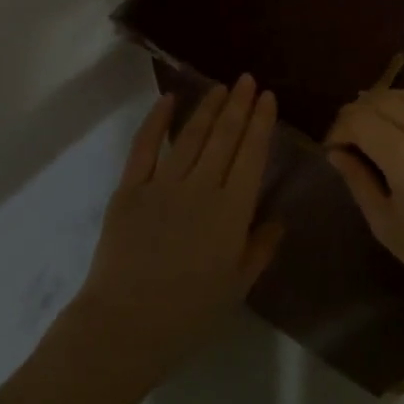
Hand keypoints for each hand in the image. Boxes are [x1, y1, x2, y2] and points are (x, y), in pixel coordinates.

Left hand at [75, 75, 282, 381]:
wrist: (127, 324)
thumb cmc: (189, 313)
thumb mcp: (238, 286)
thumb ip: (260, 248)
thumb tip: (277, 219)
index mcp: (233, 211)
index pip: (252, 154)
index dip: (261, 123)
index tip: (267, 97)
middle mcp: (202, 188)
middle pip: (224, 137)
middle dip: (239, 105)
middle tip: (247, 80)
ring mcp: (163, 185)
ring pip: (190, 136)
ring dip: (207, 108)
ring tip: (220, 87)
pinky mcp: (130, 188)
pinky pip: (144, 146)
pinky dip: (156, 120)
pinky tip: (168, 100)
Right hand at [326, 89, 403, 333]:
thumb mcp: (386, 225)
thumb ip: (358, 181)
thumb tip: (336, 153)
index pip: (359, 119)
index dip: (339, 128)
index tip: (333, 149)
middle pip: (383, 100)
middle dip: (358, 113)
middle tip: (348, 138)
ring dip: (386, 105)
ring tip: (375, 127)